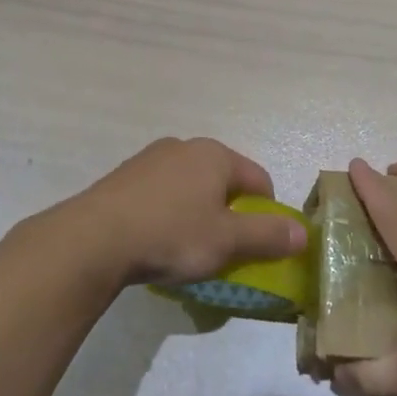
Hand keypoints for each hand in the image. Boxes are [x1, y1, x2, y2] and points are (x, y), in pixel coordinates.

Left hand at [69, 137, 306, 286]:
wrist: (93, 240)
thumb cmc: (171, 235)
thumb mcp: (227, 241)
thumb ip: (268, 236)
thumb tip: (303, 233)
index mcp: (215, 154)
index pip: (259, 179)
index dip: (267, 213)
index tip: (258, 244)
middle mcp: (183, 147)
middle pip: (223, 181)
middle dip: (229, 212)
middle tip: (222, 248)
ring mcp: (148, 159)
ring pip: (190, 187)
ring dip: (197, 213)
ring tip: (186, 247)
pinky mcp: (122, 178)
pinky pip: (160, 195)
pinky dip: (167, 214)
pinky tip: (155, 240)